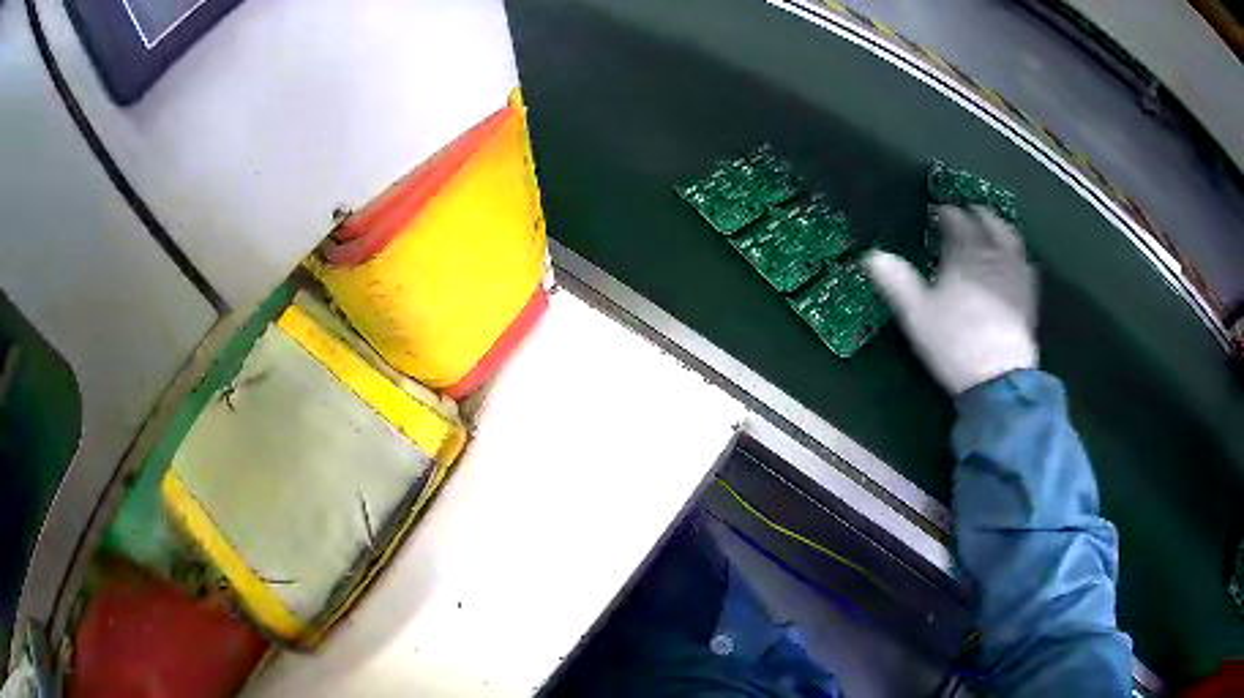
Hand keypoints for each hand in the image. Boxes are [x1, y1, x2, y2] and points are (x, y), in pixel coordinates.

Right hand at [863, 206, 1037, 394]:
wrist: (997, 377)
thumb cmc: (954, 342)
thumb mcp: (917, 314)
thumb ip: (897, 282)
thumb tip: (872, 256)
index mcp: (964, 257)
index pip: (957, 225)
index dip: (948, 215)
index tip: (939, 211)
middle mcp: (992, 260)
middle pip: (988, 228)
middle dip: (979, 215)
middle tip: (971, 210)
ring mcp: (1013, 279)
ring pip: (1011, 243)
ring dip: (1002, 229)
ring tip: (996, 226)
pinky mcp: (1027, 301)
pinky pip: (1026, 268)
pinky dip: (1020, 258)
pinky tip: (1020, 260)